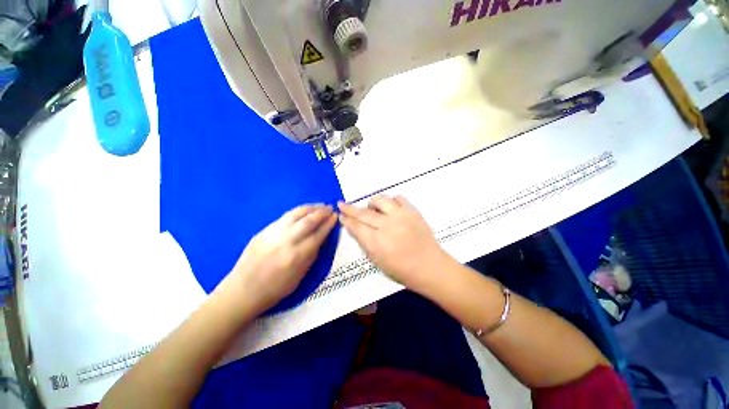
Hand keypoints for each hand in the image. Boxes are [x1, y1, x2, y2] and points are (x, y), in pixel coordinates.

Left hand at [220, 204, 337, 311]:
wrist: (244, 290)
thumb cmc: (276, 288)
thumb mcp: (301, 276)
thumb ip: (312, 255)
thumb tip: (320, 237)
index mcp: (297, 256)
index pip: (318, 235)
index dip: (329, 224)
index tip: (336, 216)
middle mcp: (287, 241)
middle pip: (308, 221)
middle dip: (322, 212)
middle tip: (330, 207)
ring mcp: (273, 234)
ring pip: (296, 214)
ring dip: (310, 207)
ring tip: (319, 205)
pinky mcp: (264, 231)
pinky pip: (284, 216)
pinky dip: (297, 211)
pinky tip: (303, 210)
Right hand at [338, 195, 450, 291]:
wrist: (430, 266)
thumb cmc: (401, 270)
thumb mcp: (377, 261)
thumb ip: (364, 242)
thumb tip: (352, 226)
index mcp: (378, 243)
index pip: (356, 227)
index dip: (346, 220)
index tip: (340, 214)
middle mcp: (388, 226)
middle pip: (364, 213)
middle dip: (350, 208)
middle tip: (342, 204)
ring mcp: (402, 216)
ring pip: (380, 200)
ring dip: (372, 203)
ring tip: (372, 209)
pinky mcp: (413, 211)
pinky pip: (398, 198)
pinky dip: (391, 202)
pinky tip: (391, 209)